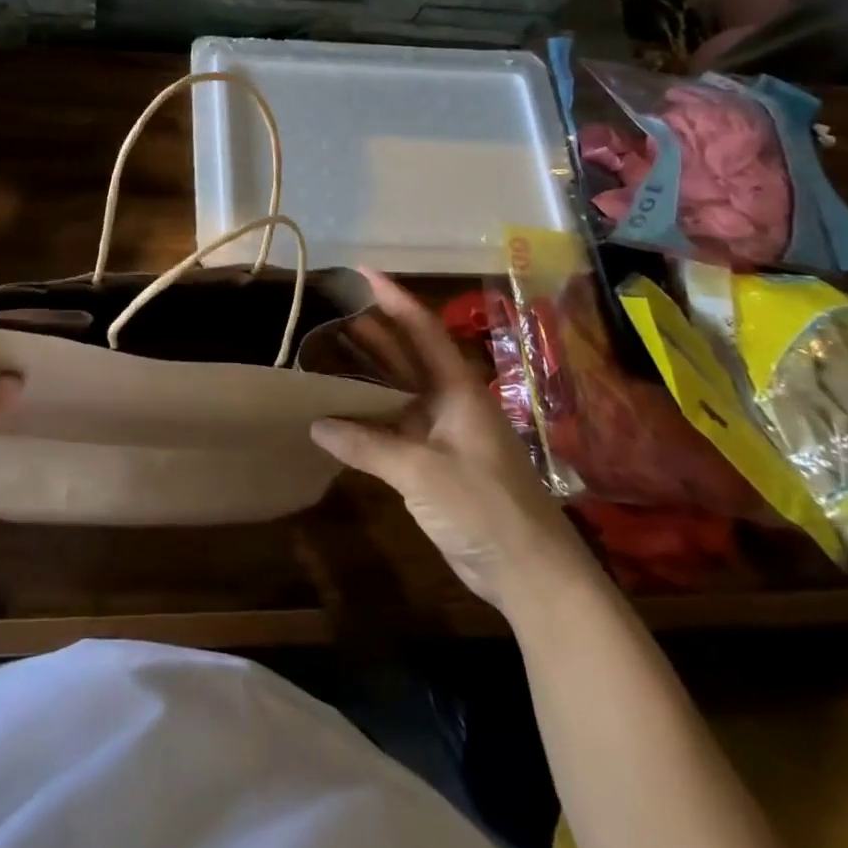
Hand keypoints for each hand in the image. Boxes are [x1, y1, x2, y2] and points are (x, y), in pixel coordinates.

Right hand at [311, 270, 590, 613]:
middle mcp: (449, 402)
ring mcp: (443, 433)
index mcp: (458, 390)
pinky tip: (337, 413)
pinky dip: (366, 416)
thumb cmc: (485, 508)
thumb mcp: (422, 473)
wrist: (532, 575)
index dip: (393, 298)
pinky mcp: (435, 462)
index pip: (422, 329)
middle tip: (329, 310)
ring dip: (366, 373)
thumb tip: (316, 424)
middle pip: (406, 355)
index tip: (362, 272)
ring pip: (398, 391)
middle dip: (372, 331)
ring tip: (325, 349)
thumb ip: (368, 445)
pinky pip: (394, 426)